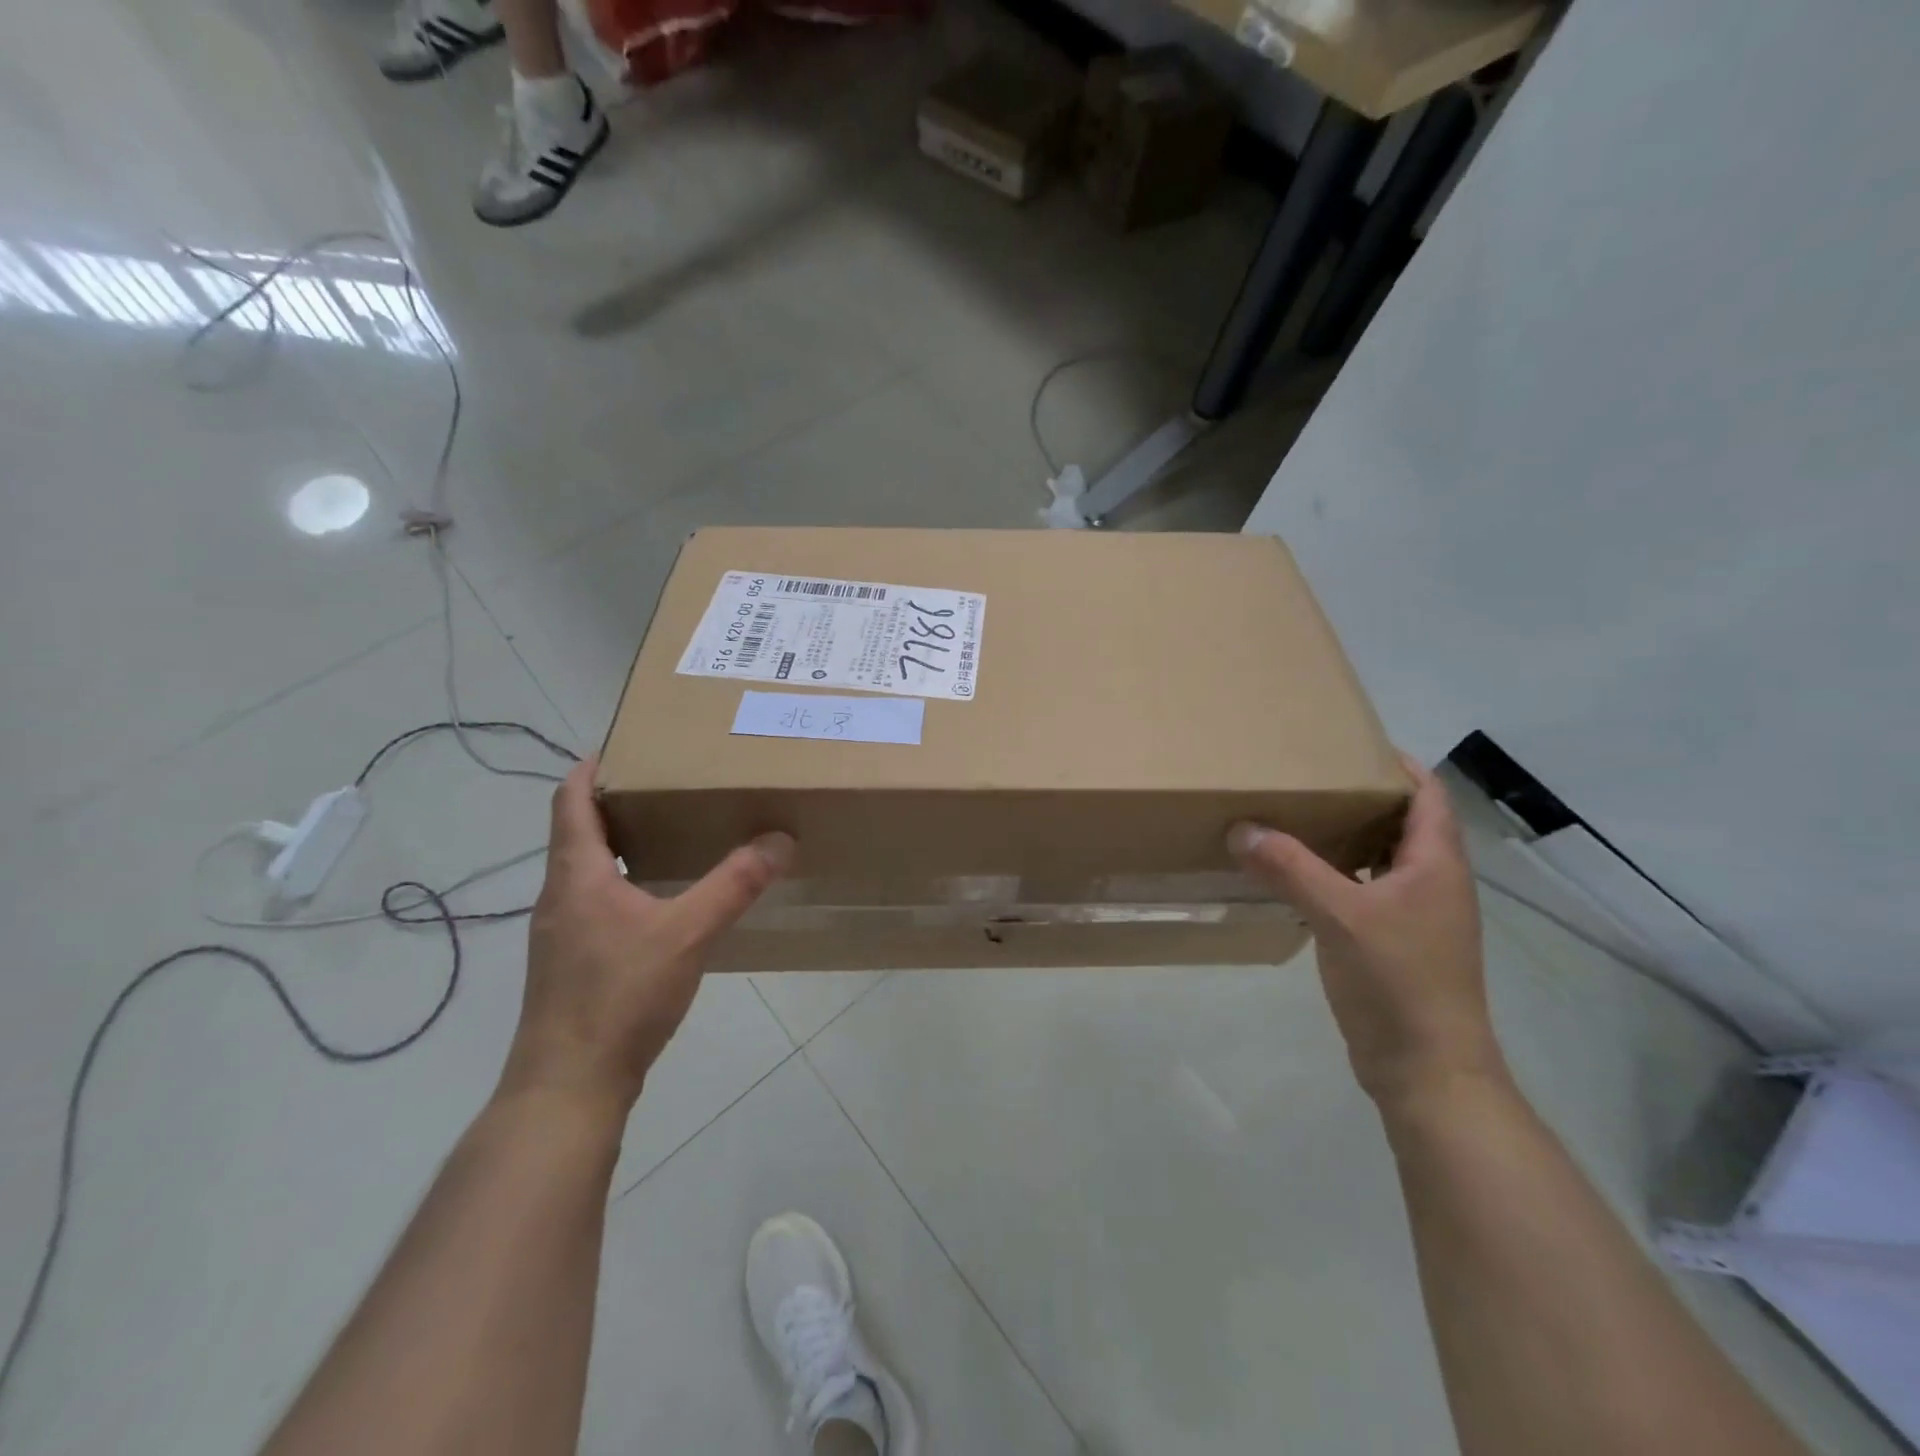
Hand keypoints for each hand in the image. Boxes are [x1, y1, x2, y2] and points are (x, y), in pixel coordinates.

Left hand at [499, 758, 793, 1116]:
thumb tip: (780, 838)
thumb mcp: (688, 933)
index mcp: (576, 875)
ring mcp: (562, 934)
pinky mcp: (573, 965)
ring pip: (589, 871)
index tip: (626, 744)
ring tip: (674, 833)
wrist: (568, 1087)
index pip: (570, 801)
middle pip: (579, 831)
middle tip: (670, 784)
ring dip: (623, 845)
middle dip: (619, 802)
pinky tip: (664, 902)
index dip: (591, 768)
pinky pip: (597, 904)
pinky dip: (626, 884)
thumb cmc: (619, 997)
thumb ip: (735, 884)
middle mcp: (560, 897)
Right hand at [1229, 755, 1505, 1106]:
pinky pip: (1363, 890)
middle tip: (1308, 776)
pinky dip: (1335, 873)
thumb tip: (1241, 828)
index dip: (1396, 764)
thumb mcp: (1340, 916)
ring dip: (1346, 835)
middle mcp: (1432, 882)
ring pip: (1380, 858)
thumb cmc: (1399, 981)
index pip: (1427, 794)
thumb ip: (1289, 868)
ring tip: (1296, 815)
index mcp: (1436, 864)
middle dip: (1361, 795)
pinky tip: (1296, 875)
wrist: (1427, 1069)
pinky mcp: (1393, 943)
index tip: (1347, 743)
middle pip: (1403, 822)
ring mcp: (1414, 916)